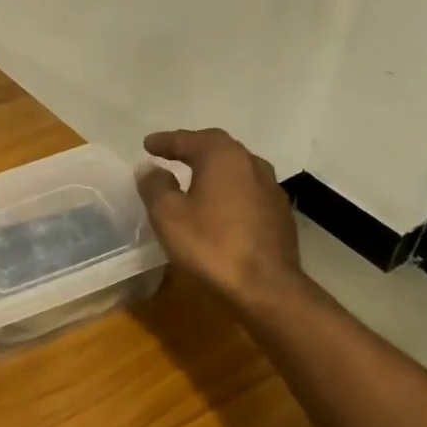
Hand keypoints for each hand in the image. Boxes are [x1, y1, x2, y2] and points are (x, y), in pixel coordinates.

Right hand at [136, 128, 304, 310]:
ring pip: (236, 167)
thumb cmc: (211, 245)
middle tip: (170, 154)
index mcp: (223, 158)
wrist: (267, 286)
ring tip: (193, 176)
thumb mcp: (168, 215)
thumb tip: (149, 168)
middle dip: (192, 148)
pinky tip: (218, 203)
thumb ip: (156, 186)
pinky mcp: (279, 212)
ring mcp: (270, 188)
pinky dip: (227, 188)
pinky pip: (247, 188)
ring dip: (212, 167)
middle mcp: (251, 164)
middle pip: (218, 147)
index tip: (147, 144)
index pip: (190, 139)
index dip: (166, 141)